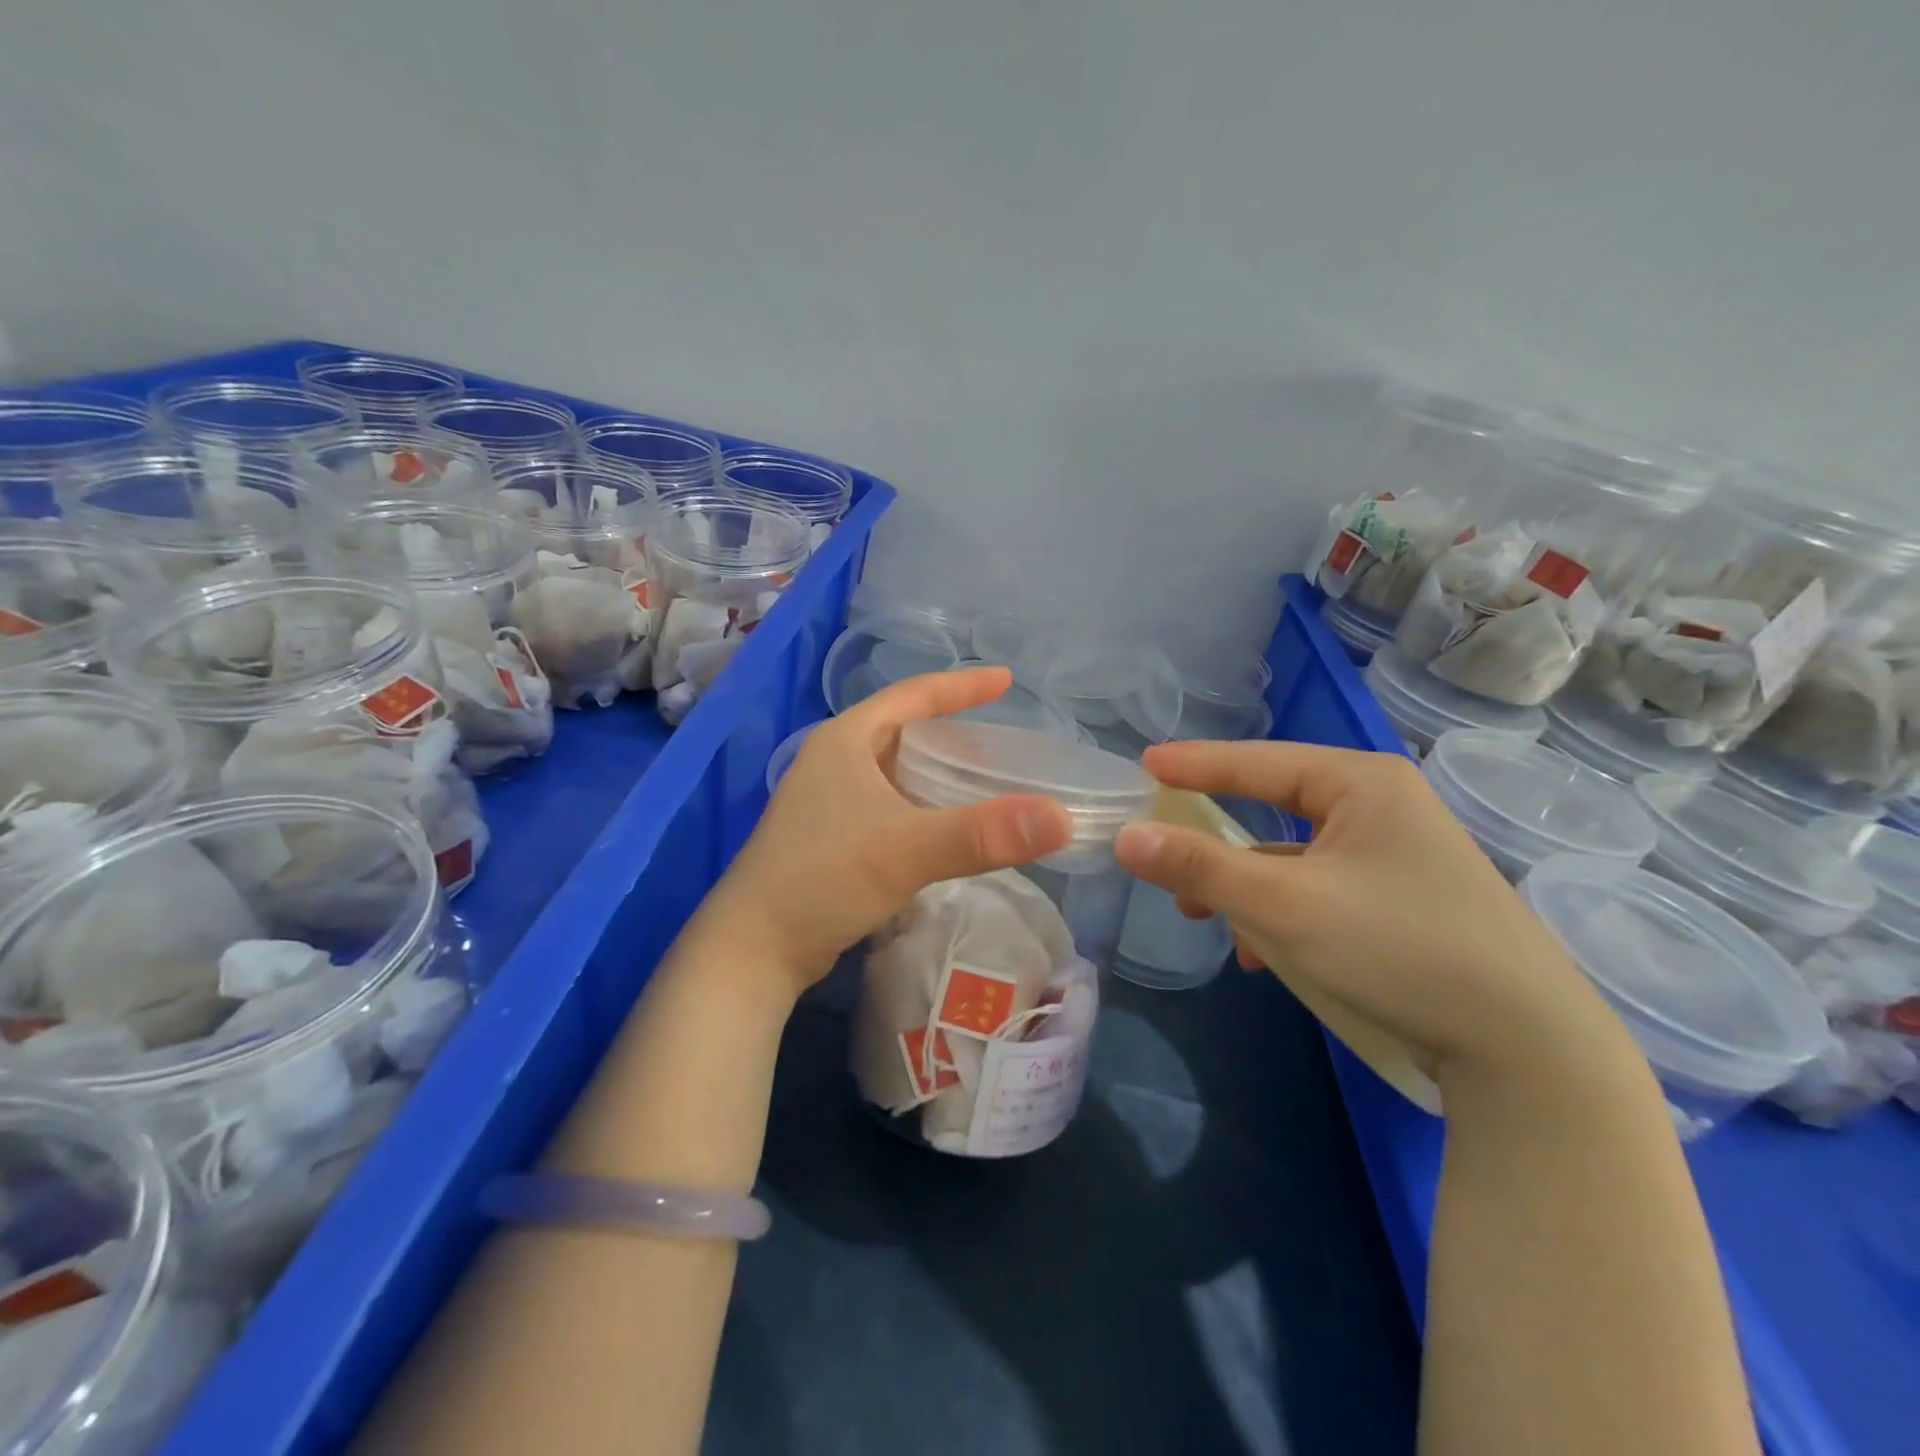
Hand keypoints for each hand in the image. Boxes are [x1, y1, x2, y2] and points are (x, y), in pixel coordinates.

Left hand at [700, 667, 1073, 994]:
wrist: (753, 949)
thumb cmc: (822, 880)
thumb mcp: (906, 850)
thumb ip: (983, 834)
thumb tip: (1061, 819)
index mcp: (845, 740)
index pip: (912, 695)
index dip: (961, 686)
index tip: (1006, 680)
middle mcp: (833, 761)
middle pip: (903, 730)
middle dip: (952, 729)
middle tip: (1002, 741)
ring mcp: (827, 801)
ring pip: (895, 770)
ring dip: (937, 771)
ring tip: (983, 780)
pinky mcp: (829, 837)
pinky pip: (888, 804)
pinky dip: (922, 805)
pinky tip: (946, 827)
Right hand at [1114, 741, 1637, 1091]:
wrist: (1527, 1049)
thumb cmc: (1398, 949)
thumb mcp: (1284, 906)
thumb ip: (1201, 866)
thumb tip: (1127, 835)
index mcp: (1361, 784)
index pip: (1256, 761)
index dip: (1194, 764)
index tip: (1144, 764)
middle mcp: (1382, 806)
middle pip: (1274, 808)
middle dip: (1218, 840)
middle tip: (1166, 851)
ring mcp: (1398, 855)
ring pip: (1295, 856)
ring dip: (1248, 886)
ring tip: (1207, 917)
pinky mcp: (1404, 900)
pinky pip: (1322, 889)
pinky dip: (1285, 913)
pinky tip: (1266, 955)